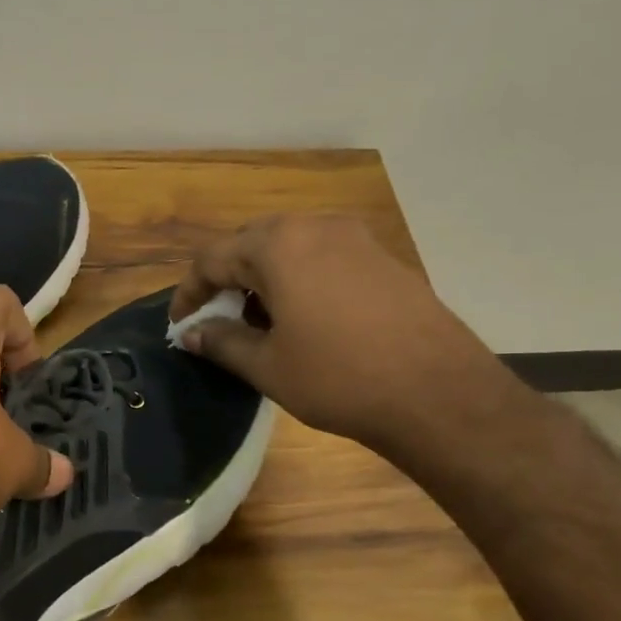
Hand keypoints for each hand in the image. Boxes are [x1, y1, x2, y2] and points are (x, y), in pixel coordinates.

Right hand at [171, 215, 505, 450]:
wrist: (439, 394)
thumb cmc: (339, 379)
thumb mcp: (268, 366)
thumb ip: (222, 342)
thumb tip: (192, 334)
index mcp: (278, 246)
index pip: (212, 259)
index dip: (189, 293)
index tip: (181, 325)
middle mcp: (315, 227)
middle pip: (251, 243)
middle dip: (227, 279)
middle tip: (219, 319)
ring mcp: (355, 238)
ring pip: (290, 246)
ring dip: (264, 276)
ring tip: (260, 321)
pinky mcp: (383, 256)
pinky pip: (324, 255)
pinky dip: (301, 277)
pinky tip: (306, 317)